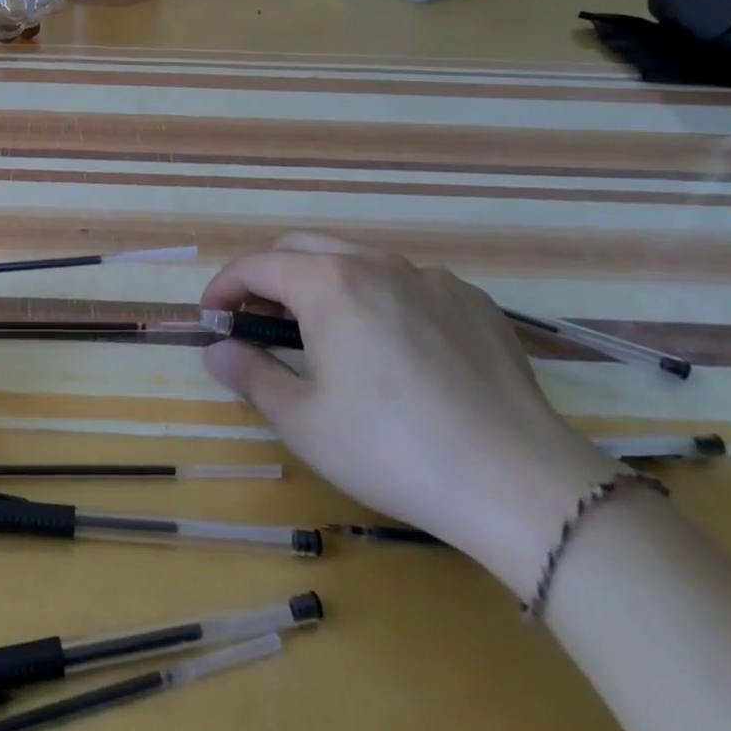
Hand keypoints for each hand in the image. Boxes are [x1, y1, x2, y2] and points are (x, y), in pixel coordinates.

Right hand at [201, 233, 615, 596]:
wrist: (519, 483)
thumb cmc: (392, 450)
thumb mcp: (303, 421)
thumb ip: (251, 375)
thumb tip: (217, 352)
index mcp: (329, 284)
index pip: (257, 264)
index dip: (225, 286)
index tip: (211, 316)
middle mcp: (378, 264)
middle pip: (303, 247)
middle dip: (269, 275)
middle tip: (257, 319)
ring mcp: (432, 279)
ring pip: (358, 260)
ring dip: (323, 282)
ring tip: (321, 331)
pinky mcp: (473, 302)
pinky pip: (408, 283)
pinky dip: (379, 298)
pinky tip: (392, 347)